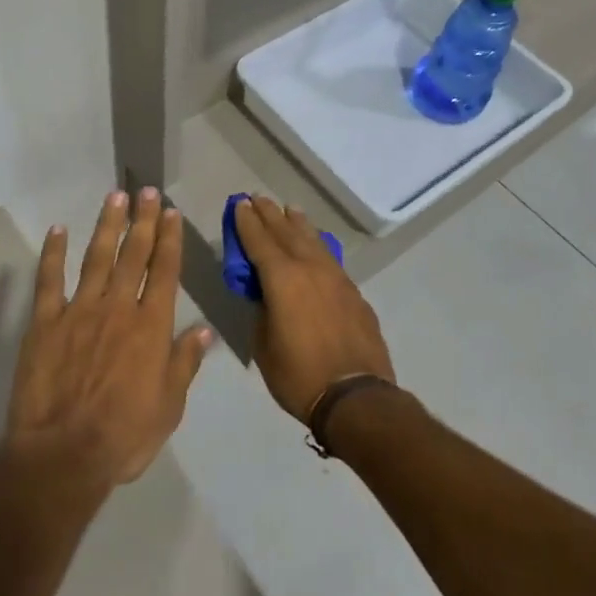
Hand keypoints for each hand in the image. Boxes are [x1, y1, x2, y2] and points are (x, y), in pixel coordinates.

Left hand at [6, 189, 215, 491]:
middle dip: (143, 220)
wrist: (64, 455)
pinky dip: (53, 253)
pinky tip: (58, 230)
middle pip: (133, 255)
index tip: (171, 212)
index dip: (169, 239)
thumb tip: (203, 330)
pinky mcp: (45, 322)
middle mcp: (118, 308)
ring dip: (107, 225)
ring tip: (115, 197)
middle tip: (147, 191)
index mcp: (151, 326)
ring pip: (97, 258)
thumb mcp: (169, 406)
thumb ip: (184, 363)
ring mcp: (79, 311)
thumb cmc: (124, 435)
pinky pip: (49, 280)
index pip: (164, 271)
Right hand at [233, 197, 395, 423]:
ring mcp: (336, 278)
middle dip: (269, 215)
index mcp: (282, 279)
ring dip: (297, 223)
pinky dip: (317, 244)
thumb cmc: (299, 375)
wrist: (356, 396)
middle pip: (286, 232)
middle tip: (258, 198)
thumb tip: (267, 297)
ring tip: (288, 210)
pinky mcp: (353, 292)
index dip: (246, 222)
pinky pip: (330, 258)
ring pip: (313, 240)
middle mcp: (310, 268)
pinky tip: (316, 244)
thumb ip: (262, 312)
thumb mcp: (264, 345)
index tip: (239, 204)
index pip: (259, 241)